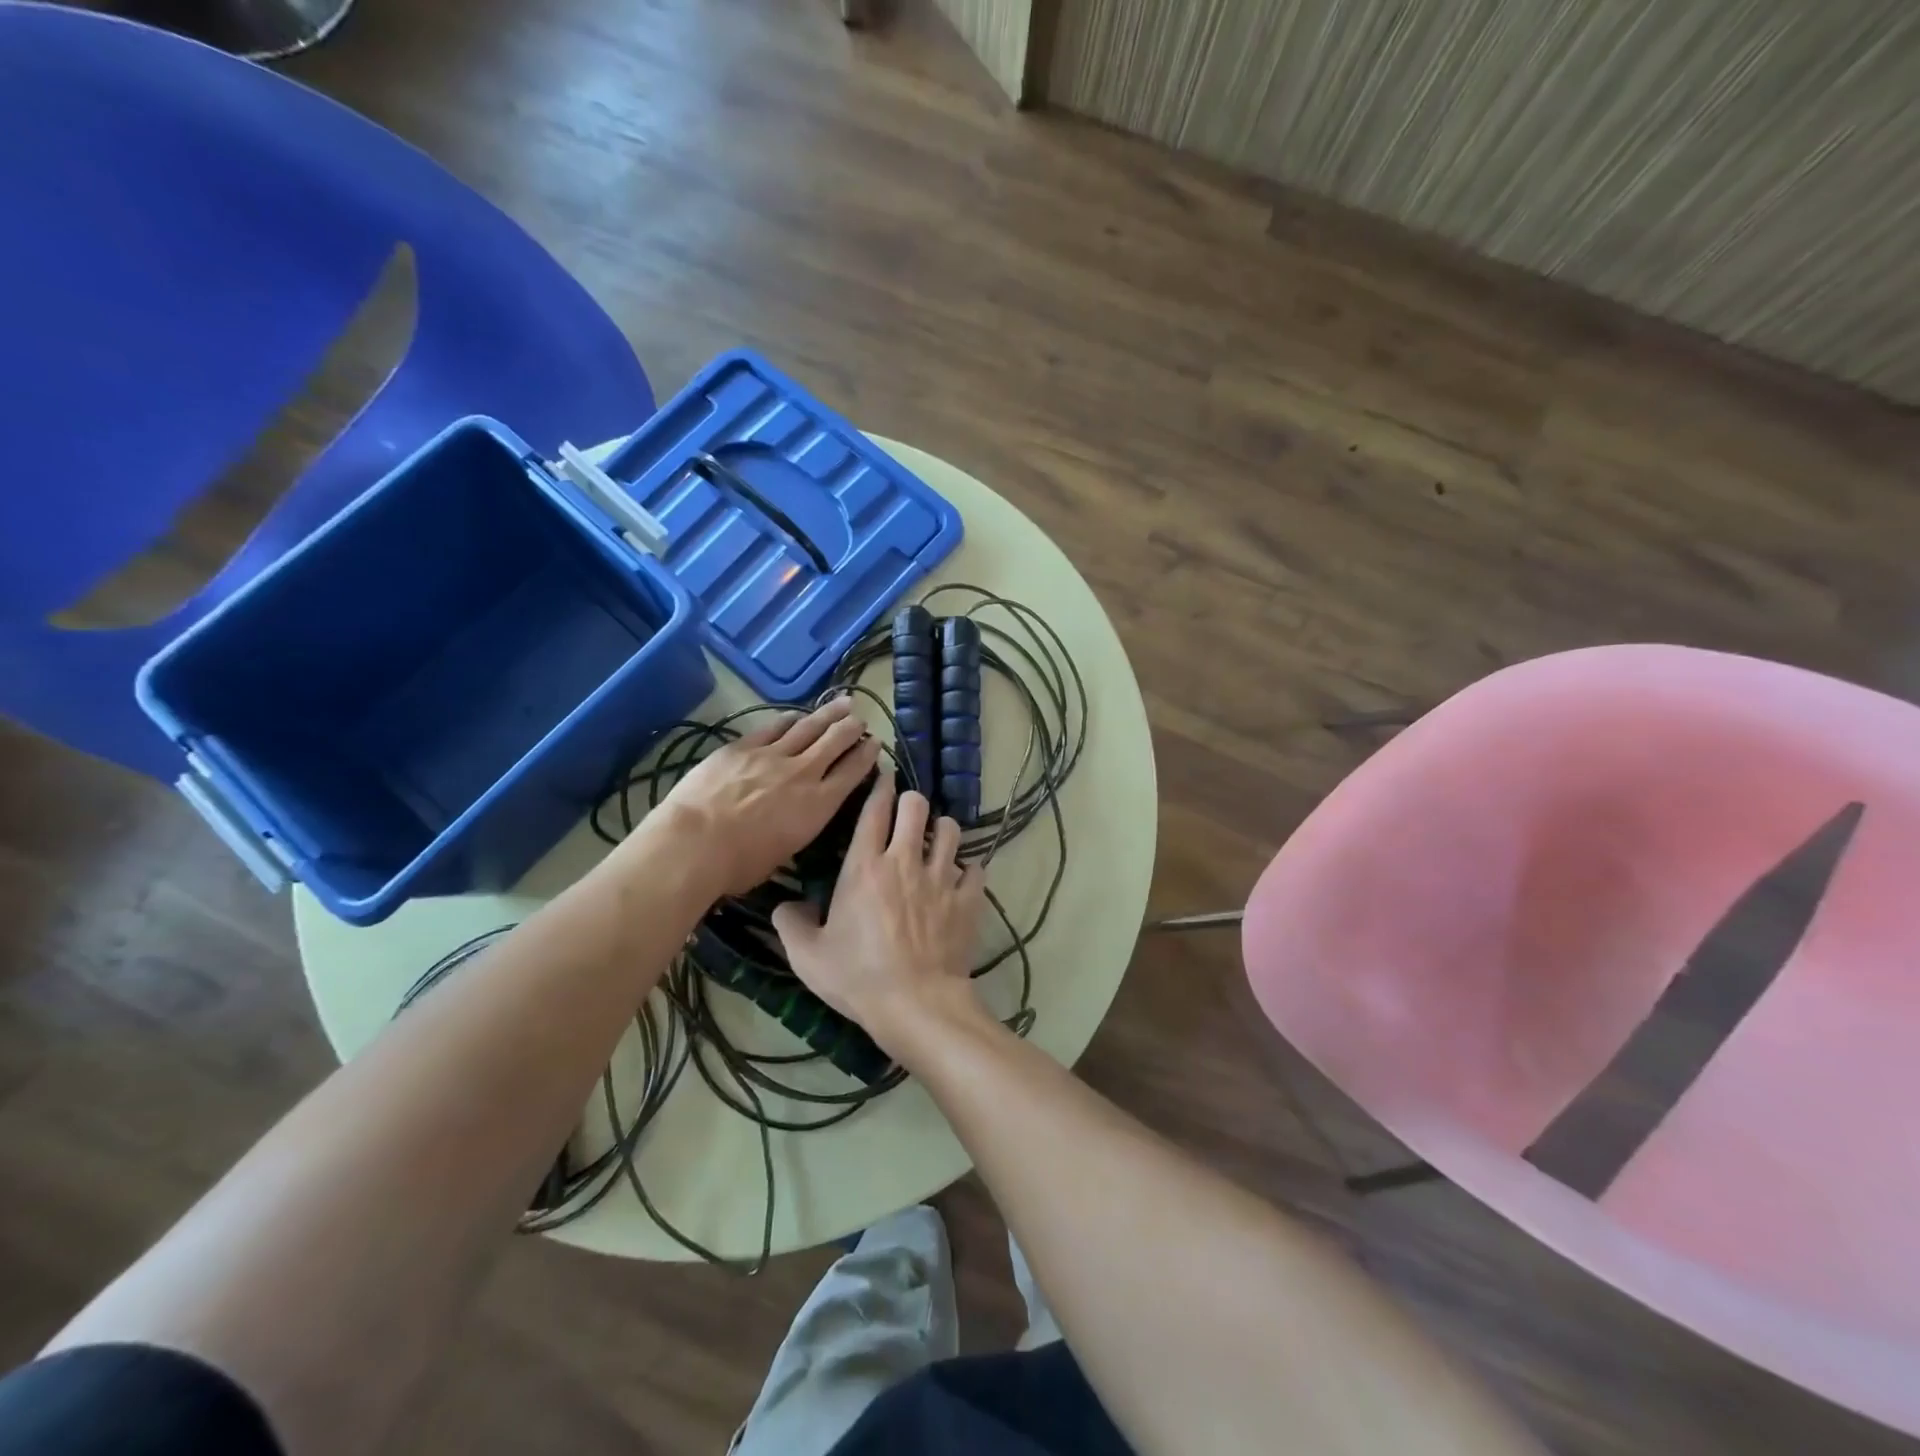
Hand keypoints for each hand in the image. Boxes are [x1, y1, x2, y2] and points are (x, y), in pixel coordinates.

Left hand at [638, 697, 880, 897]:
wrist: (696, 842)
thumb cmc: (739, 865)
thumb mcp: (784, 853)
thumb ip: (797, 828)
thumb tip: (794, 821)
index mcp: (818, 805)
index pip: (852, 773)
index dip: (866, 756)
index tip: (874, 744)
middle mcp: (803, 774)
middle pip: (835, 742)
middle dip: (851, 728)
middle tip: (860, 720)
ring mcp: (773, 756)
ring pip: (808, 727)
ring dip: (828, 714)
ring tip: (843, 703)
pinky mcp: (743, 747)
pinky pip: (773, 727)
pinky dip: (789, 719)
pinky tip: (796, 714)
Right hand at [770, 776, 988, 1060]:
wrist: (916, 1004)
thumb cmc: (858, 977)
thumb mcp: (808, 956)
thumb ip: (791, 923)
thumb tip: (786, 905)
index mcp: (865, 866)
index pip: (873, 810)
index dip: (879, 787)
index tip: (883, 777)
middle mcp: (905, 860)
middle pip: (916, 805)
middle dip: (911, 801)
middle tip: (907, 814)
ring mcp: (941, 877)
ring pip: (950, 829)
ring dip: (942, 831)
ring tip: (935, 842)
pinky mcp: (968, 898)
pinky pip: (975, 868)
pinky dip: (968, 870)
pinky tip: (961, 879)